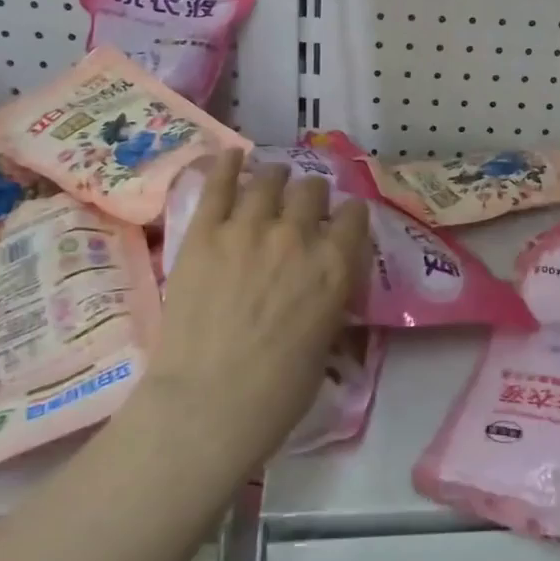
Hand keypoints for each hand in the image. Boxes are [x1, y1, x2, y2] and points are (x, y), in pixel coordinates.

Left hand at [139, 150, 370, 467]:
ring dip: (275, 177)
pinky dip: (227, 164)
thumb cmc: (278, 392)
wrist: (208, 405)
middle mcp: (298, 236)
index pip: (354, 215)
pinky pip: (218, 183)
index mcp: (336, 266)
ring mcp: (248, 229)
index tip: (341, 223)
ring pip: (270, 179)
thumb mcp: (325, 340)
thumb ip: (327, 297)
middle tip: (301, 207)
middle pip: (312, 190)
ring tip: (271, 180)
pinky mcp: (204, 233)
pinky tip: (232, 155)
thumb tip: (320, 282)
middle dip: (311, 196)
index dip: (349, 216)